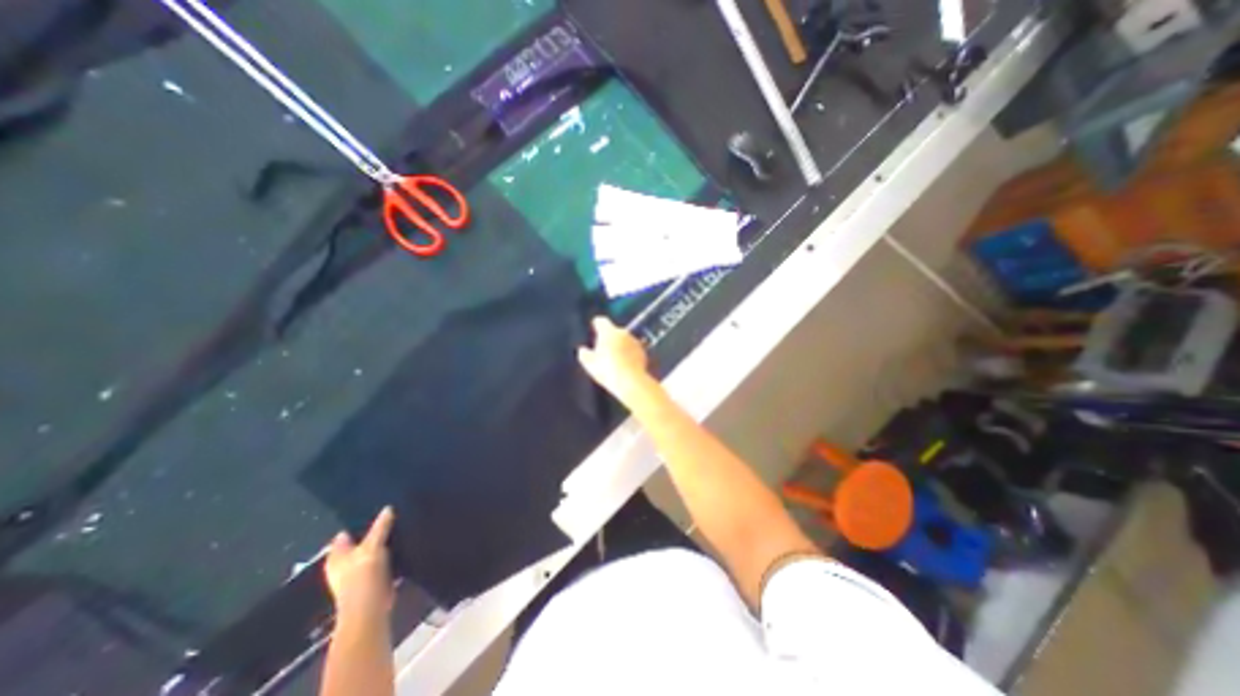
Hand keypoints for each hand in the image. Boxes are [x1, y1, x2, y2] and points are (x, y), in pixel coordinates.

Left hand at [327, 505, 394, 619]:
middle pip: (360, 542)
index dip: (359, 522)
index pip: (346, 533)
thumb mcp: (373, 545)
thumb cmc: (364, 575)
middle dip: (374, 532)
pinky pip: (381, 560)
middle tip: (392, 517)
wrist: (369, 607)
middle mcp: (343, 564)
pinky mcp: (371, 580)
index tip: (377, 510)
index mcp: (336, 555)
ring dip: (383, 543)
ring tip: (399, 527)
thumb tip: (388, 508)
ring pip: (372, 551)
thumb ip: (381, 526)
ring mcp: (357, 573)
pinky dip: (389, 553)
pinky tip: (401, 544)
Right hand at [580, 316, 658, 406]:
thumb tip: (582, 349)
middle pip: (614, 331)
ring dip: (620, 345)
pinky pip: (633, 349)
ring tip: (615, 359)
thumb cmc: (607, 370)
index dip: (597, 325)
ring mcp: (635, 341)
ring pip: (625, 339)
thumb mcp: (590, 364)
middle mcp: (623, 332)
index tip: (594, 329)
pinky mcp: (643, 352)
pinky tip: (625, 365)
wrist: (631, 382)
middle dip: (609, 337)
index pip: (601, 321)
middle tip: (603, 349)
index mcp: (608, 332)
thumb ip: (584, 354)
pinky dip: (629, 354)